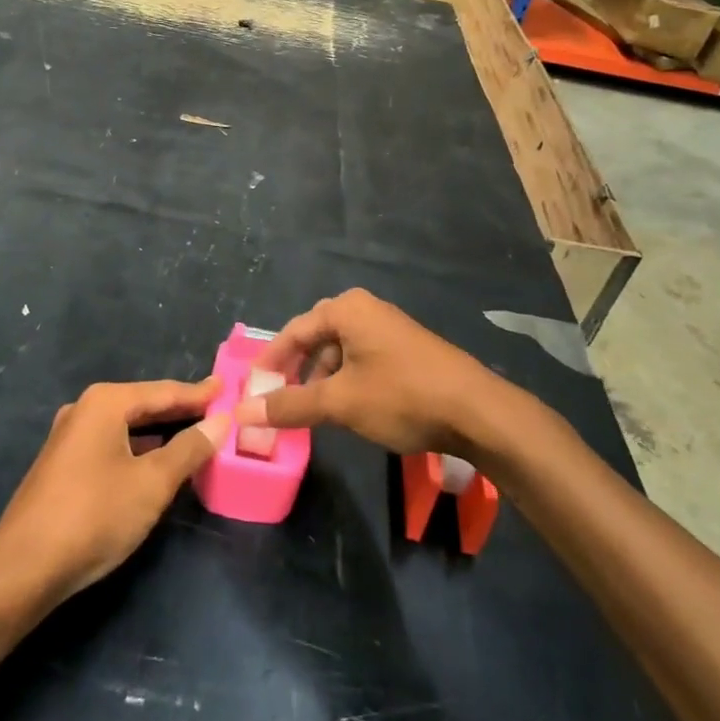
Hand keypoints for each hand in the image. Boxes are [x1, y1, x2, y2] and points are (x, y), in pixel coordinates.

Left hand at [0, 380, 228, 603]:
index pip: (163, 392)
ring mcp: (69, 437)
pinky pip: (112, 443)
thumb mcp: (152, 482)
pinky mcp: (63, 464)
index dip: (197, 392)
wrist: (24, 567)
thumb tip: (221, 420)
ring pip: (126, 426)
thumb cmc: (95, 515)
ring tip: (194, 433)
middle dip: (180, 409)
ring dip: (160, 431)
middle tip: (216, 409)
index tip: (226, 387)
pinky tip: (155, 461)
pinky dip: (139, 447)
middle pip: (143, 404)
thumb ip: (189, 449)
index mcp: (105, 403)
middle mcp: (85, 409)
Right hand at [237, 289, 513, 457]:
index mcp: (346, 309)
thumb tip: (242, 411)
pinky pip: (361, 358)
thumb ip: (290, 405)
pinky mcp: (406, 349)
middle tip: (278, 399)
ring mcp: (389, 328)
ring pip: (340, 350)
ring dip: (321, 378)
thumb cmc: (401, 396)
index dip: (270, 362)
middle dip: (295, 370)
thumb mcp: (340, 402)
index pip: (293, 331)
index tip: (252, 390)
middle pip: (316, 337)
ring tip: (311, 410)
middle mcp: (366, 309)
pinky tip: (347, 407)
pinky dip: (346, 380)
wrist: (477, 411)